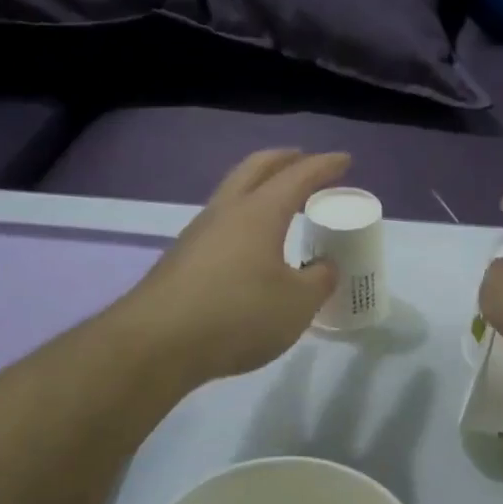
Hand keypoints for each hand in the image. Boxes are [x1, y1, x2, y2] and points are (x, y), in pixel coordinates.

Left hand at [132, 149, 350, 383]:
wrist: (157, 344)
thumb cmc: (238, 315)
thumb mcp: (297, 304)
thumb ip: (319, 280)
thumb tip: (325, 266)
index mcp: (259, 212)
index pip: (298, 176)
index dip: (324, 166)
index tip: (344, 160)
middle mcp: (226, 211)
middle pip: (255, 168)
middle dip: (283, 159)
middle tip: (305, 161)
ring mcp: (197, 233)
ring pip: (233, 193)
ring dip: (258, 187)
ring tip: (279, 202)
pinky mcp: (181, 258)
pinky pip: (220, 223)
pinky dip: (243, 219)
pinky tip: (250, 245)